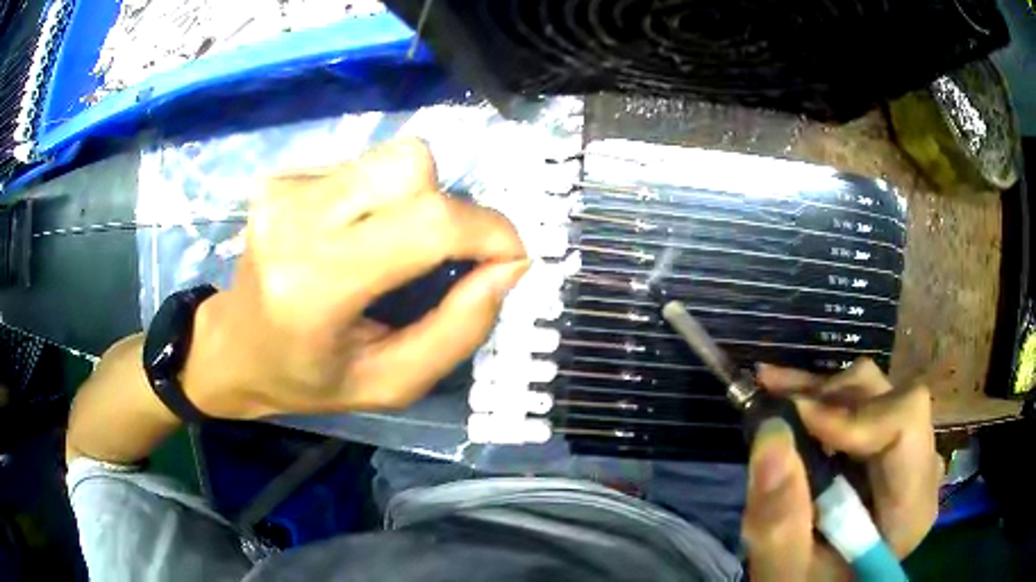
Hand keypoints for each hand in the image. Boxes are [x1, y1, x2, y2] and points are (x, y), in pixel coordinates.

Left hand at [185, 138, 527, 418]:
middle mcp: (294, 221)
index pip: (427, 224)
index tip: (510, 256)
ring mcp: (283, 189)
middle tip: (441, 256)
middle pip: (412, 166)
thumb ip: (458, 330)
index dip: (488, 230)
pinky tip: (352, 233)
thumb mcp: (390, 383)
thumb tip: (509, 267)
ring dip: (415, 199)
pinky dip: (378, 196)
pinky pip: (362, 164)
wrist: (233, 348)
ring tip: (390, 246)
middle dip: (448, 207)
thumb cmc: (307, 378)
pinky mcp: (282, 175)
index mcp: (315, 286)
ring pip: (393, 156)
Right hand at [742, 358, 942, 580]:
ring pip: (876, 392)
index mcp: (911, 507)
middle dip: (831, 399)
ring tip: (774, 396)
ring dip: (822, 394)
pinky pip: (865, 404)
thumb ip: (780, 521)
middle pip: (890, 398)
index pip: (905, 423)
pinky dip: (824, 399)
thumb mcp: (786, 572)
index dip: (852, 415)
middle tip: (776, 405)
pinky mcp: (889, 448)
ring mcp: (909, 454)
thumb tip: (771, 433)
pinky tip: (790, 395)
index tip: (795, 421)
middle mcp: (921, 468)